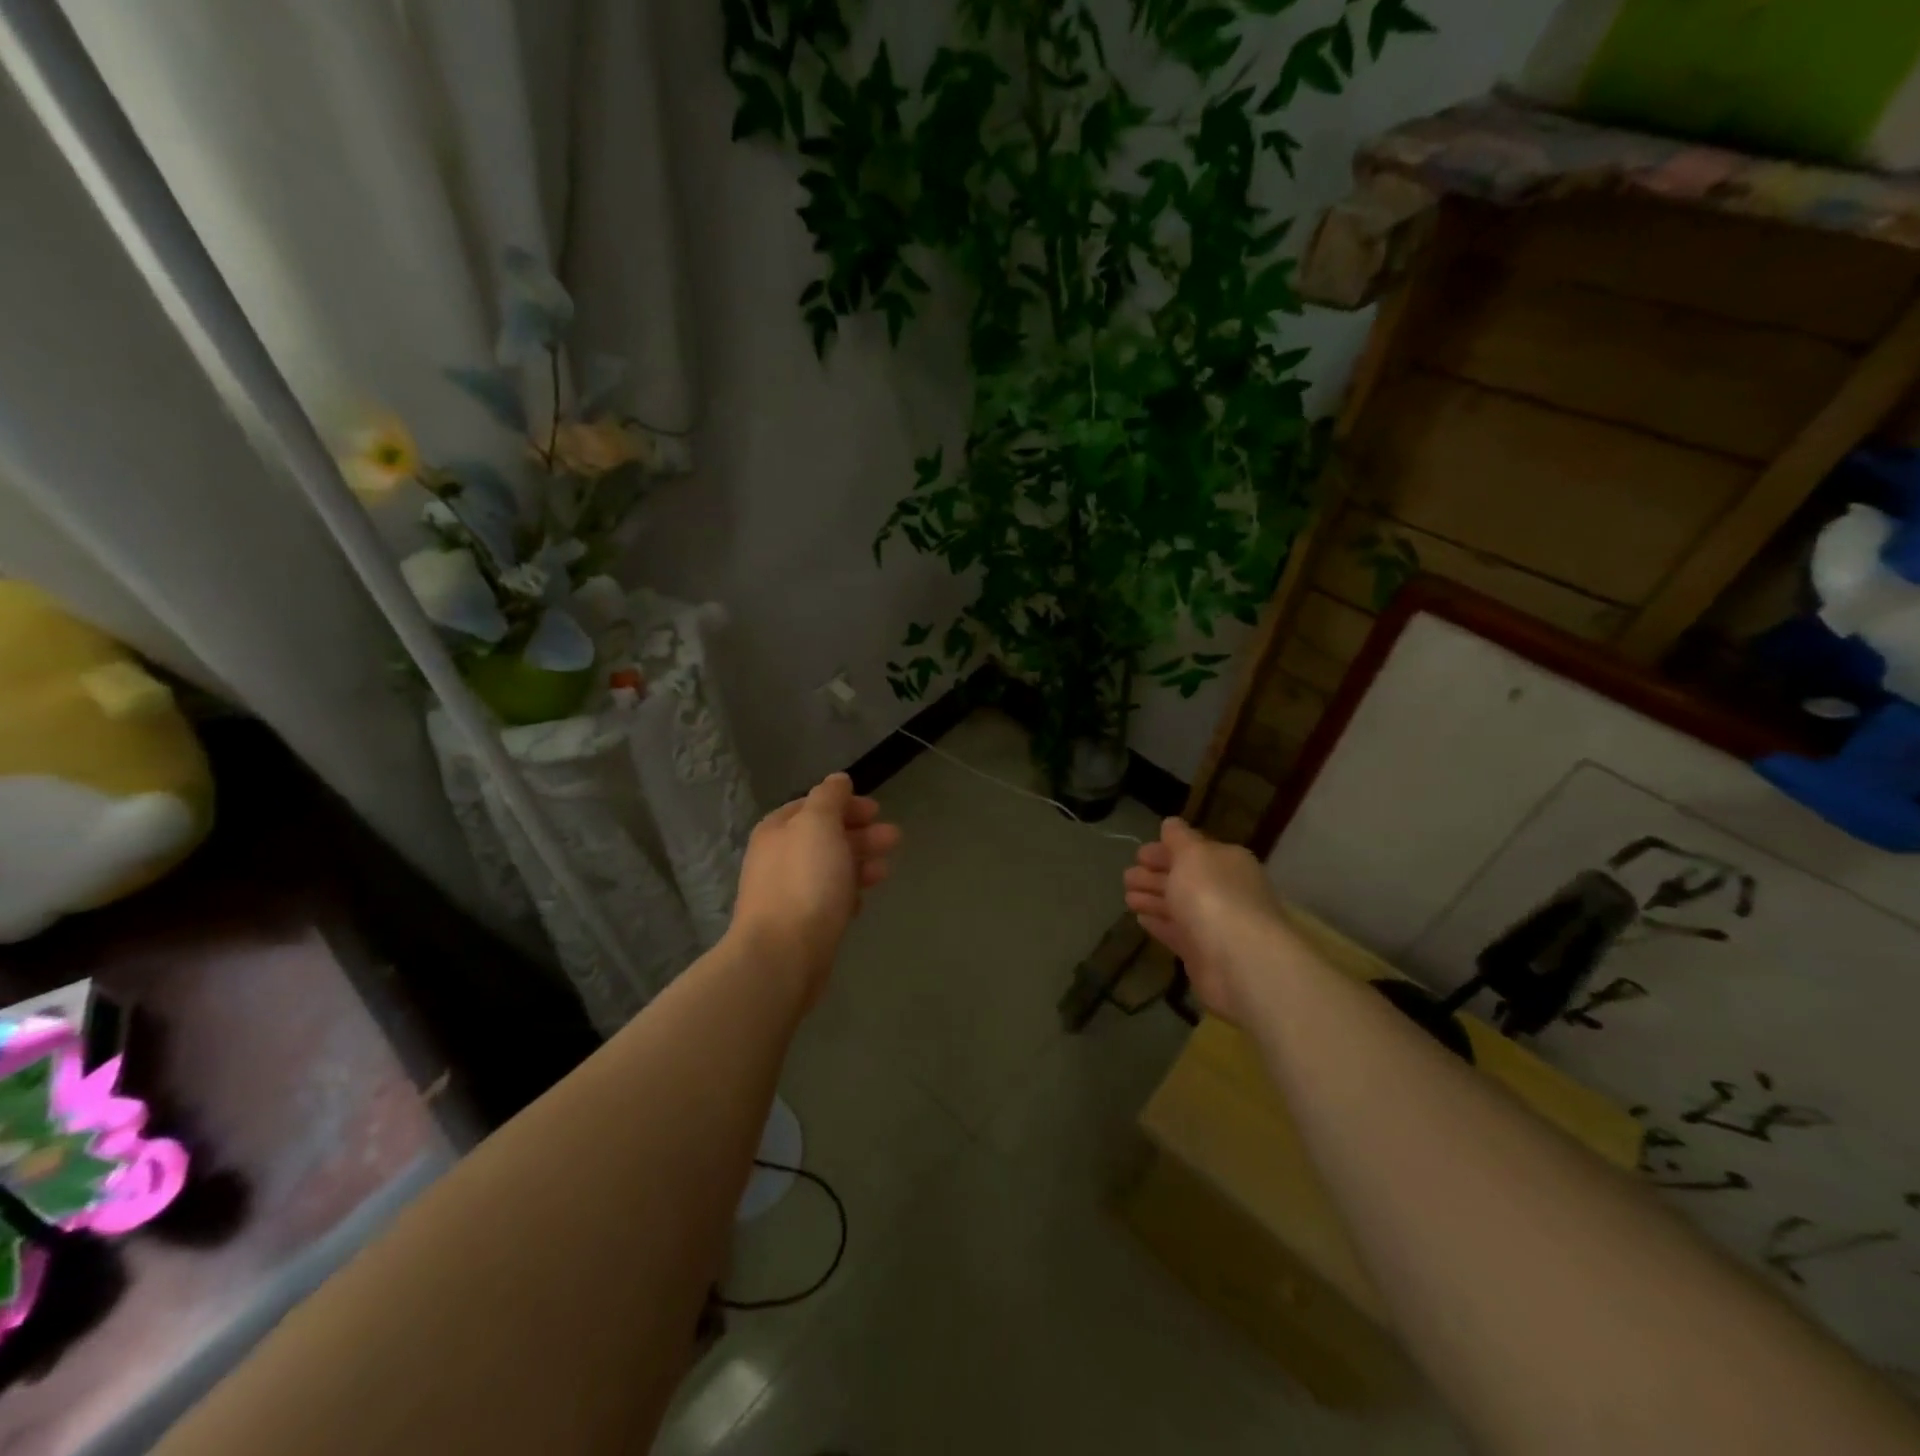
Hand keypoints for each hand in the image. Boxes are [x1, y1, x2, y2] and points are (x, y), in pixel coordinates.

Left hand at [729, 773, 899, 1006]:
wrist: (783, 955)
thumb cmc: (804, 882)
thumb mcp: (818, 824)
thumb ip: (829, 798)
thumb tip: (837, 779)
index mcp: (778, 830)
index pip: (813, 806)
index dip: (845, 804)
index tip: (876, 809)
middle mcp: (778, 858)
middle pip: (824, 837)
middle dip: (860, 834)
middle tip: (894, 838)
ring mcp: (788, 893)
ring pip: (830, 869)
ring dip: (859, 863)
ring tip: (885, 870)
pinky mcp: (801, 924)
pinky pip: (828, 900)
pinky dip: (848, 893)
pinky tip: (862, 900)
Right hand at [1122, 818, 1289, 1022]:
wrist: (1238, 960)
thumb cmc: (1213, 895)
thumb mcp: (1193, 854)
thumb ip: (1179, 838)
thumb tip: (1171, 823)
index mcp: (1227, 863)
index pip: (1193, 851)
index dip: (1165, 850)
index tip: (1138, 854)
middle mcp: (1224, 891)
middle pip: (1185, 879)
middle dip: (1155, 875)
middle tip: (1126, 876)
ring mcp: (1214, 924)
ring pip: (1178, 906)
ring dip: (1153, 899)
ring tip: (1127, 897)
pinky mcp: (1203, 954)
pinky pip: (1177, 933)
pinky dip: (1159, 924)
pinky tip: (1141, 919)